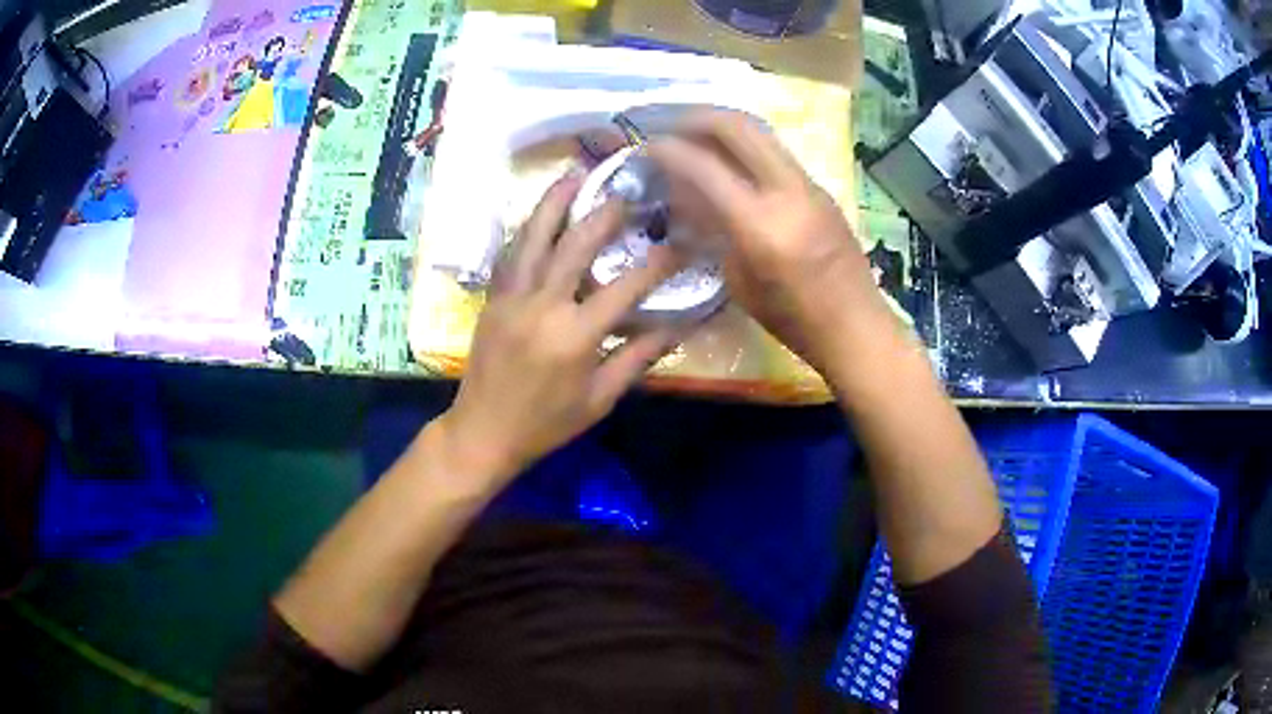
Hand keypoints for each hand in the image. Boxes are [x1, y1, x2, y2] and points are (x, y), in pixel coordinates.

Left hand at [436, 173, 682, 483]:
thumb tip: (677, 327)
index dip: (658, 264)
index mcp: (575, 336)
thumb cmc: (546, 424)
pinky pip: (511, 254)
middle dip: (604, 214)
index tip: (680, 244)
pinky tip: (539, 211)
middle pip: (576, 246)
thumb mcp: (599, 399)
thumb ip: (637, 358)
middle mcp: (542, 306)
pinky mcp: (493, 299)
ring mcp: (512, 298)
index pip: (626, 288)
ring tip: (573, 174)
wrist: (483, 432)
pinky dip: (527, 228)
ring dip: (554, 202)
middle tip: (625, 192)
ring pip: (534, 238)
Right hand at [648, 110, 887, 373]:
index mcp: (761, 224)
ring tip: (694, 132)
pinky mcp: (820, 188)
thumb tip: (687, 196)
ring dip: (723, 125)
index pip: (704, 166)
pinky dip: (744, 145)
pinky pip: (775, 152)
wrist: (856, 326)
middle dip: (697, 117)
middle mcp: (787, 191)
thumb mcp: (740, 283)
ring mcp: (808, 184)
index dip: (668, 150)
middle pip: (739, 126)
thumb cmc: (793, 320)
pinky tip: (728, 159)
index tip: (646, 147)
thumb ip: (713, 232)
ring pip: (761, 132)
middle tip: (669, 124)